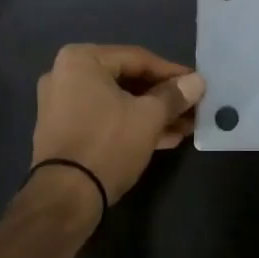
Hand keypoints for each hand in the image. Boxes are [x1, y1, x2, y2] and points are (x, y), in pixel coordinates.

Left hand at [29, 44, 205, 206]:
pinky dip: (131, 125)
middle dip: (163, 97)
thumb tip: (197, 81)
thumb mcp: (149, 117)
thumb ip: (174, 95)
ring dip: (151, 113)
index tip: (197, 84)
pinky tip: (165, 138)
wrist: (64, 199)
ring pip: (117, 102)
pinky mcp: (64, 131)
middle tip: (192, 107)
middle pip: (127, 80)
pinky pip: (104, 118)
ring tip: (185, 126)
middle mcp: (65, 75)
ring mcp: (61, 104)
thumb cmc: (107, 144)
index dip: (172, 73)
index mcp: (81, 59)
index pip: (138, 58)